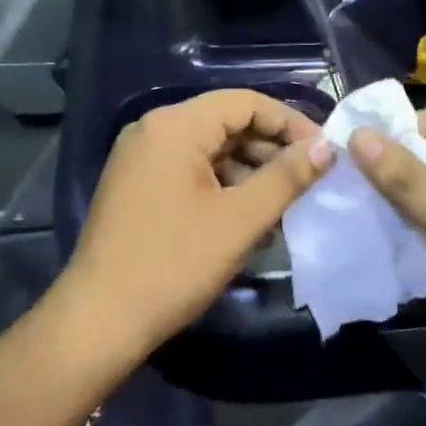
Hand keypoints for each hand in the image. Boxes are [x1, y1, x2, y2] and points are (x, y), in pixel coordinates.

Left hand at [64, 89, 333, 358]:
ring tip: (285, 205)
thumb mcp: (240, 221)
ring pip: (211, 148)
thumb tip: (326, 146)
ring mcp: (142, 157)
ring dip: (251, 171)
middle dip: (272, 149)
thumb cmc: (173, 265)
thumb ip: (287, 177)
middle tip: (310, 181)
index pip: (246, 102)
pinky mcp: (138, 184)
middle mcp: (154, 130)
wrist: (98, 322)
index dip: (290, 123)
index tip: (324, 153)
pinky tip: (249, 218)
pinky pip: (191, 170)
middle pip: (227, 122)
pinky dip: (224, 186)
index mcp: (175, 126)